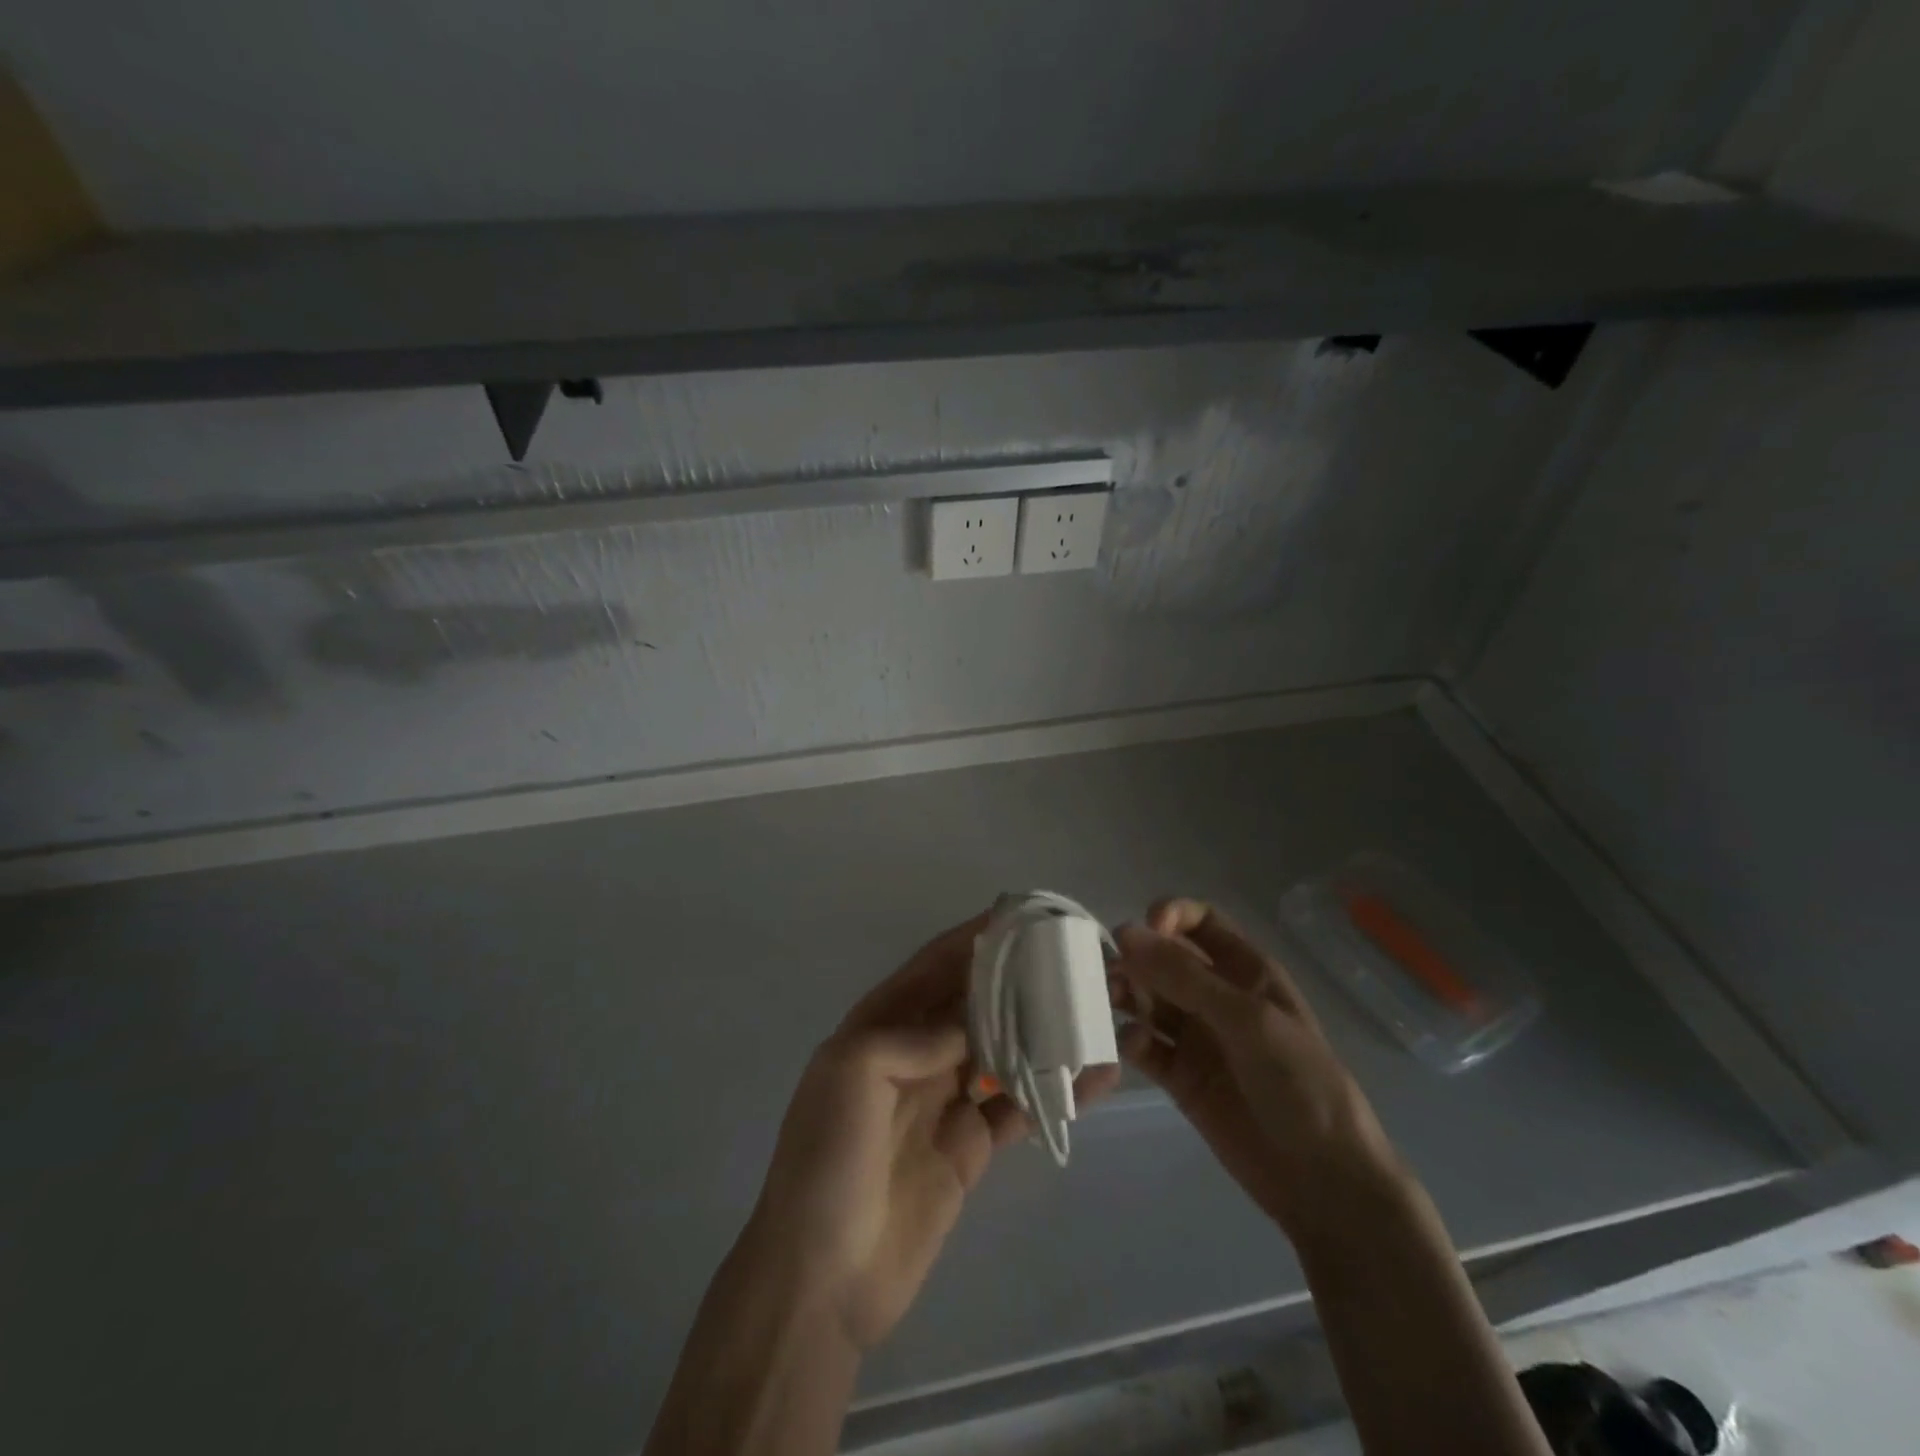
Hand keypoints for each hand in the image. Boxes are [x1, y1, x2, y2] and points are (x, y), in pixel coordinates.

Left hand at [746, 911, 1118, 1351]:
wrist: (823, 1280)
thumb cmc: (827, 1161)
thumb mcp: (851, 1074)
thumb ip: (912, 1035)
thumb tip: (971, 1024)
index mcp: (879, 1027)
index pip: (932, 968)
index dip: (972, 939)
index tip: (1018, 915)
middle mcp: (915, 1055)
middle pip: (973, 1004)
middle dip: (1014, 980)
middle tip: (1068, 959)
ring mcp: (945, 1101)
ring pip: (1001, 1050)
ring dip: (1041, 1031)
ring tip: (1091, 1009)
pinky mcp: (971, 1147)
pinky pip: (1018, 1108)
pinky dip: (1055, 1092)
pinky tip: (1096, 1078)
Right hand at [1113, 897, 1405, 1240]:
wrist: (1322, 1181)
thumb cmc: (1298, 1083)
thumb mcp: (1246, 1019)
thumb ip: (1184, 977)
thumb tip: (1124, 934)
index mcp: (1244, 970)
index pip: (1199, 922)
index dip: (1169, 916)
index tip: (1141, 930)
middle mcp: (1216, 996)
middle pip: (1163, 959)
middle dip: (1135, 959)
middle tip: (1106, 973)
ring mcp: (1196, 1037)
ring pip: (1147, 999)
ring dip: (1126, 995)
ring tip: (1110, 1003)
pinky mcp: (1179, 1077)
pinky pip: (1145, 1046)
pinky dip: (1132, 1041)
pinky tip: (1136, 1049)